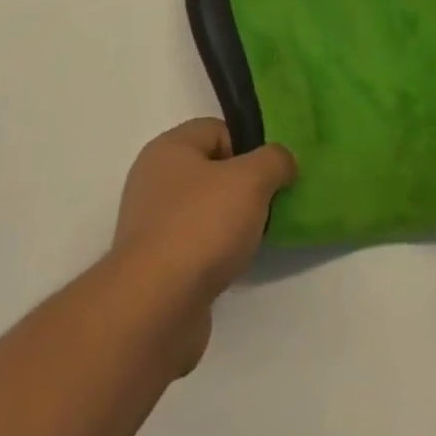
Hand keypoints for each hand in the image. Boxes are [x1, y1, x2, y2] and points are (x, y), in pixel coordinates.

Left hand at [110, 120, 296, 370]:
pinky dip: (215, 252)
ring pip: (204, 209)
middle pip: (210, 170)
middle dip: (243, 186)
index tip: (272, 174)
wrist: (156, 305)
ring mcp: (152, 222)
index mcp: (169, 148)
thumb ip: (273, 161)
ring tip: (255, 239)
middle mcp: (154, 179)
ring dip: (230, 222)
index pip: (216, 130)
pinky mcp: (155, 263)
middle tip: (269, 205)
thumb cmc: (201, 226)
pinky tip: (232, 267)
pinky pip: (194, 244)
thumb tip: (283, 160)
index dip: (248, 147)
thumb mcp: (250, 181)